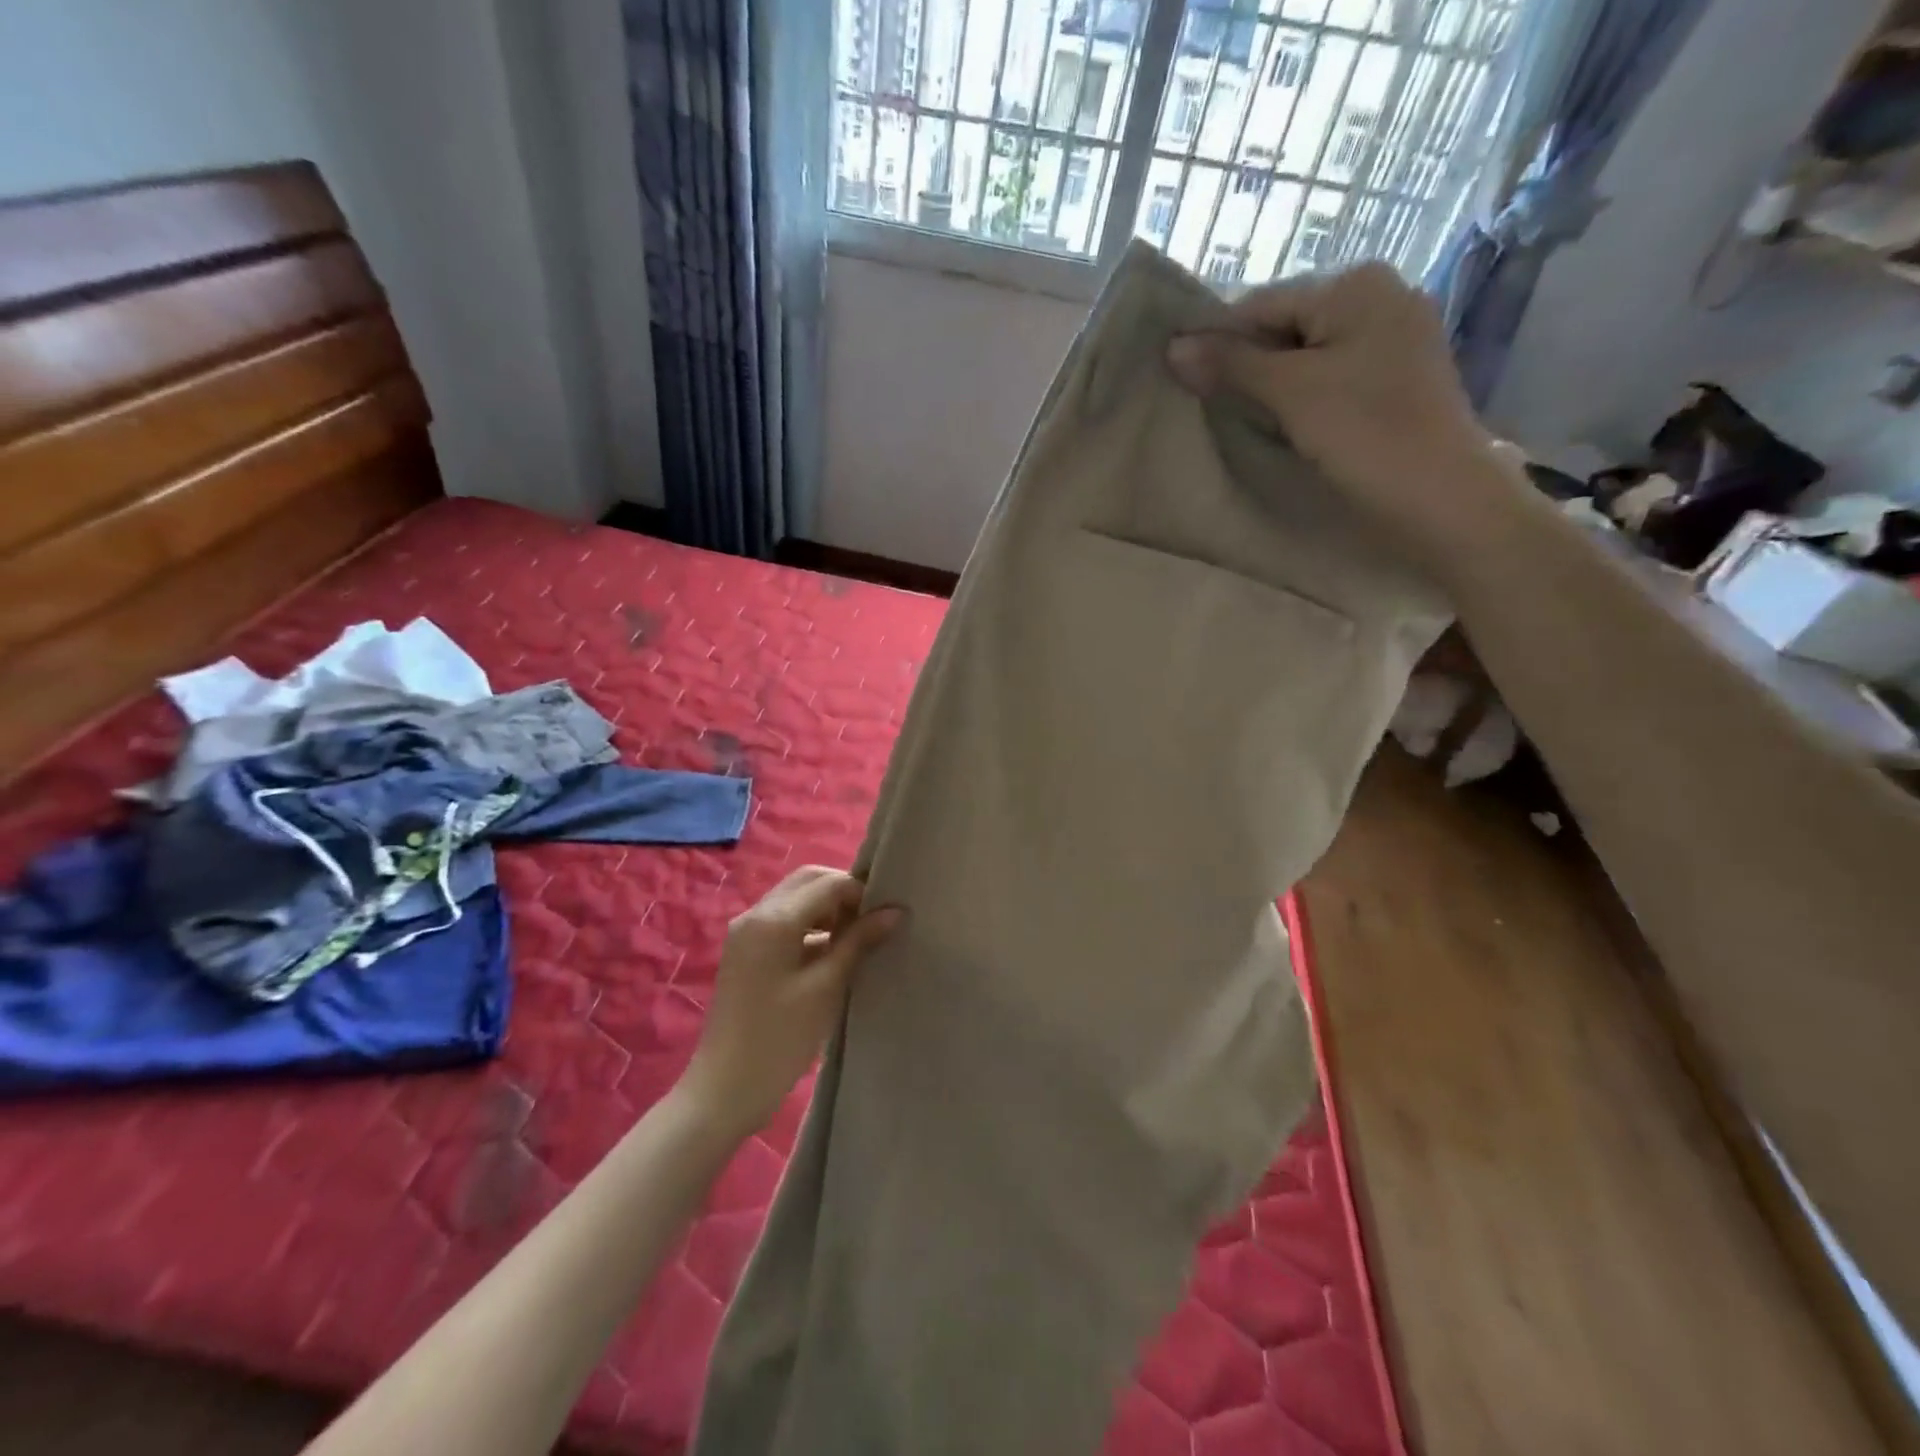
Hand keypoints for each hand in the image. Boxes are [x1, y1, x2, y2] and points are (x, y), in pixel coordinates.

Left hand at [680, 866, 903, 1139]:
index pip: (827, 883)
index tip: (888, 915)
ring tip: (858, 938)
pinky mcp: (746, 951)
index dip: (861, 893)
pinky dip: (811, 925)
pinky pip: (784, 920)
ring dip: (828, 908)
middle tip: (873, 921)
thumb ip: (858, 942)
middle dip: (843, 893)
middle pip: (807, 881)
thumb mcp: (826, 987)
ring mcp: (746, 932)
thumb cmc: (779, 1039)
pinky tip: (833, 952)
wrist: (725, 1090)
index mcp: (772, 919)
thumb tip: (894, 911)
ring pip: (796, 899)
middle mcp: (755, 914)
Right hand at [1166, 262, 1525, 575]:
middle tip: (1215, 409)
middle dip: (1248, 366)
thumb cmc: (1365, 433)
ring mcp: (1395, 338)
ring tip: (1249, 422)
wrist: (1440, 496)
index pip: (1263, 304)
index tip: (1185, 384)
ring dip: (1273, 387)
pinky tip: (1289, 427)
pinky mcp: (1399, 378)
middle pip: (1287, 327)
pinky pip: (1333, 377)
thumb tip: (1173, 346)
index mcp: (1357, 285)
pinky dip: (1304, 398)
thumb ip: (1231, 365)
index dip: (1219, 342)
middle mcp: (1381, 297)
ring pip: (1309, 356)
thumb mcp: (1290, 393)